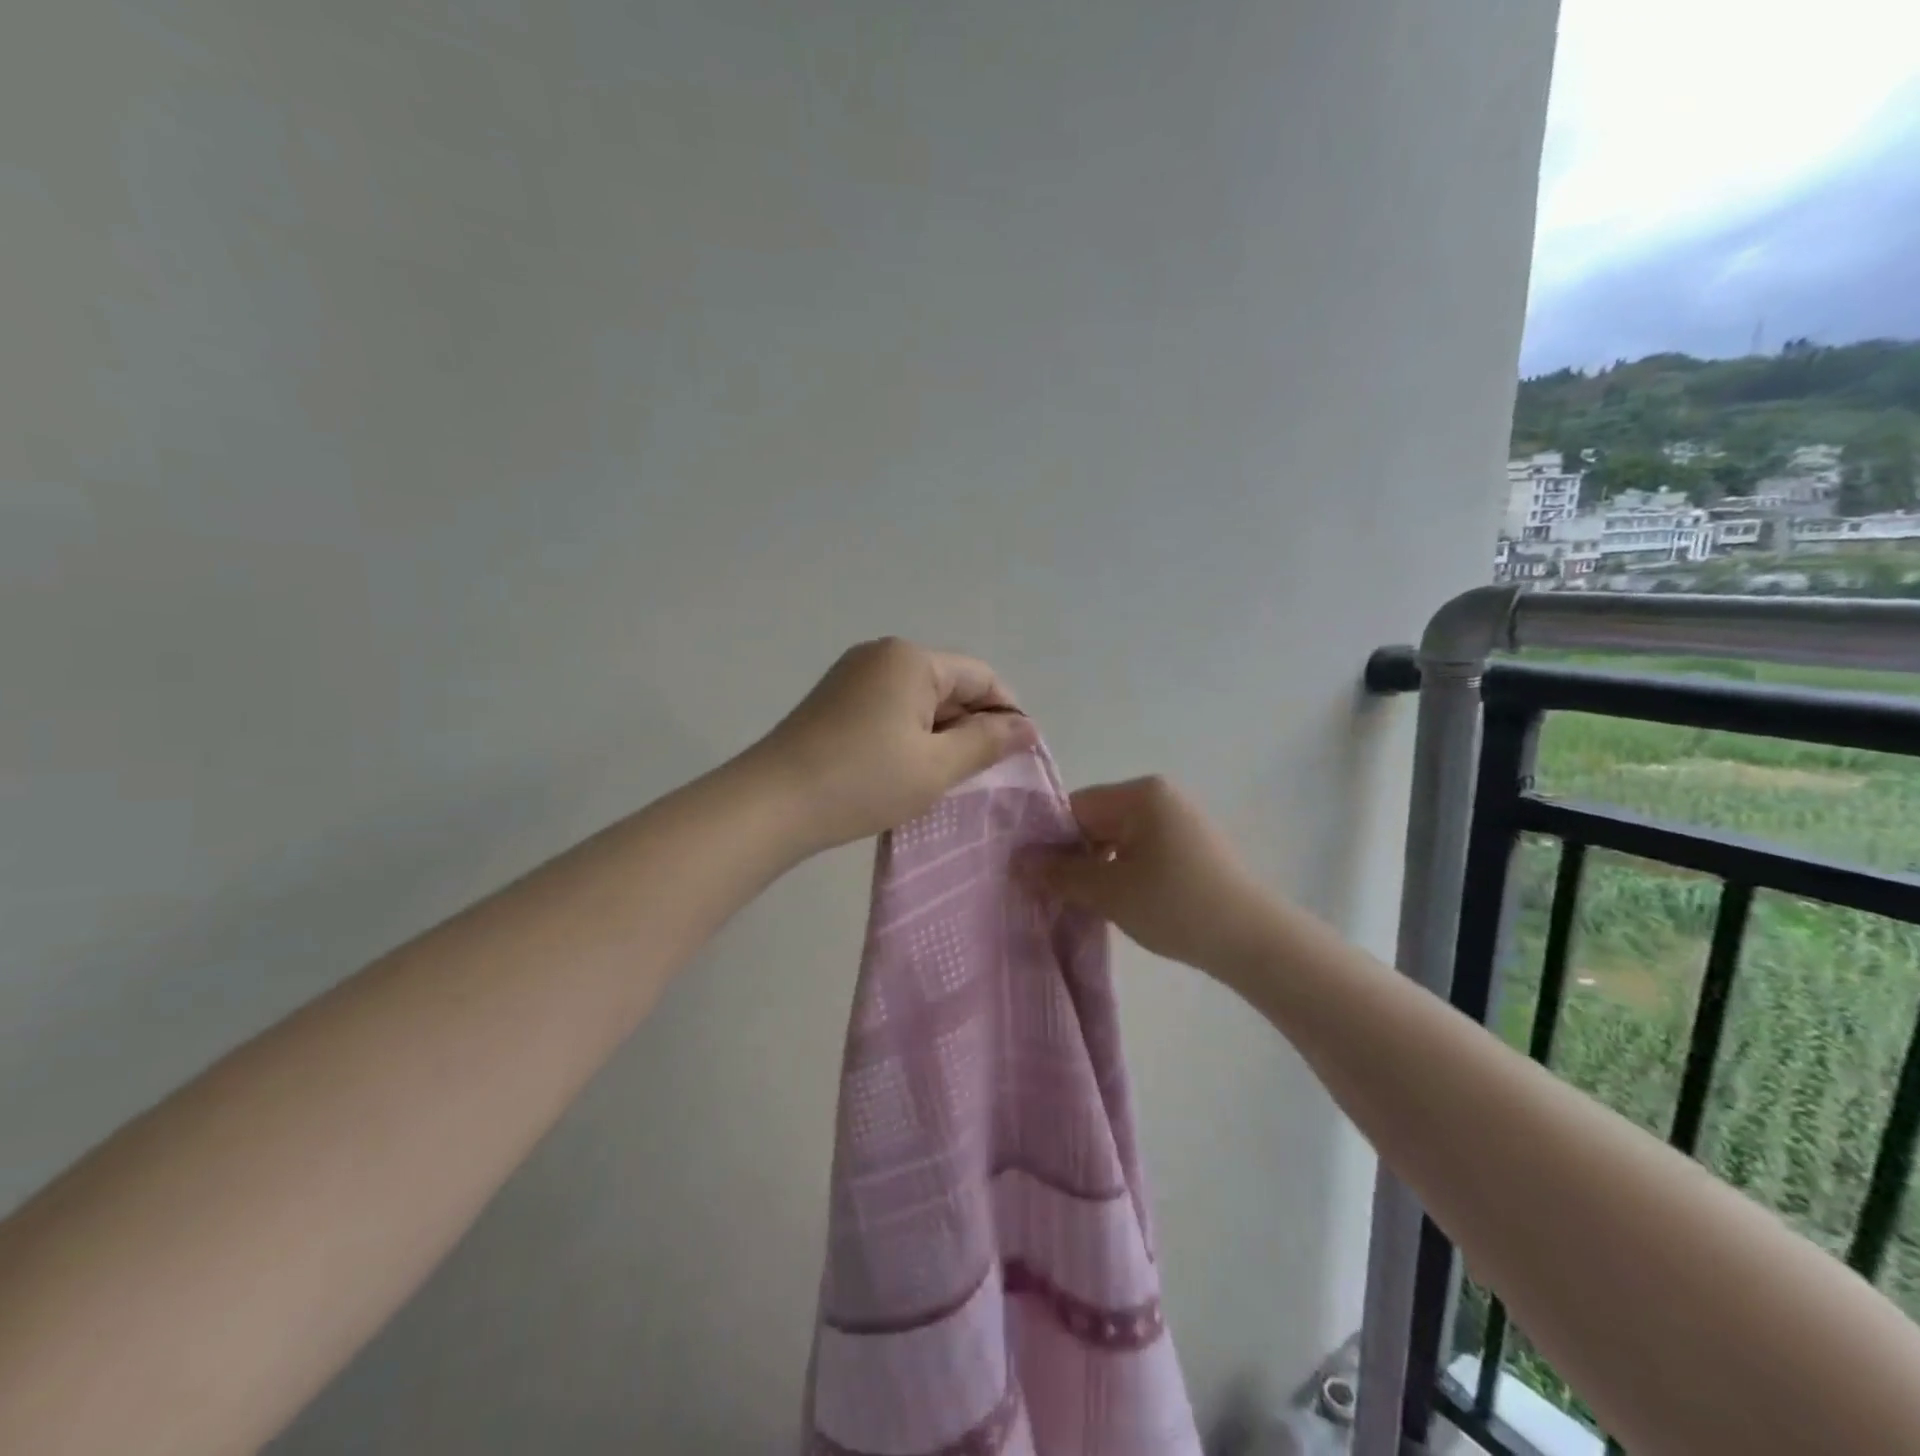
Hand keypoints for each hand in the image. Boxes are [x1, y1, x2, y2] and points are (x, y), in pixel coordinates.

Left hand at [750, 638, 1037, 854]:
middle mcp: (882, 654)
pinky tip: (906, 769)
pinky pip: (890, 708)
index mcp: (911, 660)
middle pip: (949, 684)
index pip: (981, 676)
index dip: (1007, 713)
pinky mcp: (834, 699)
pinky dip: (909, 734)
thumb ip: (987, 742)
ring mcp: (853, 675)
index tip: (1018, 756)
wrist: (772, 804)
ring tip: (944, 777)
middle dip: (971, 725)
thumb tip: (1027, 727)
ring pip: (919, 699)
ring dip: (940, 733)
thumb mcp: (936, 766)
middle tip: (980, 775)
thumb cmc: (863, 781)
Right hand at [1022, 777, 1278, 982]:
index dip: (1051, 841)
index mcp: (1141, 793)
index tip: (1035, 876)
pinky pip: (1143, 851)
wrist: (1254, 941)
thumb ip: (1059, 873)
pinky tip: (1121, 903)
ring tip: (1086, 904)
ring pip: (1119, 839)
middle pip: (1097, 821)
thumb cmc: (1175, 905)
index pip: (1076, 807)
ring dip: (1099, 868)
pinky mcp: (1193, 847)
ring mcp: (1181, 821)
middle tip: (1056, 895)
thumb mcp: (1108, 891)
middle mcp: (1162, 796)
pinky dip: (1125, 873)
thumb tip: (1017, 861)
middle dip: (1075, 856)